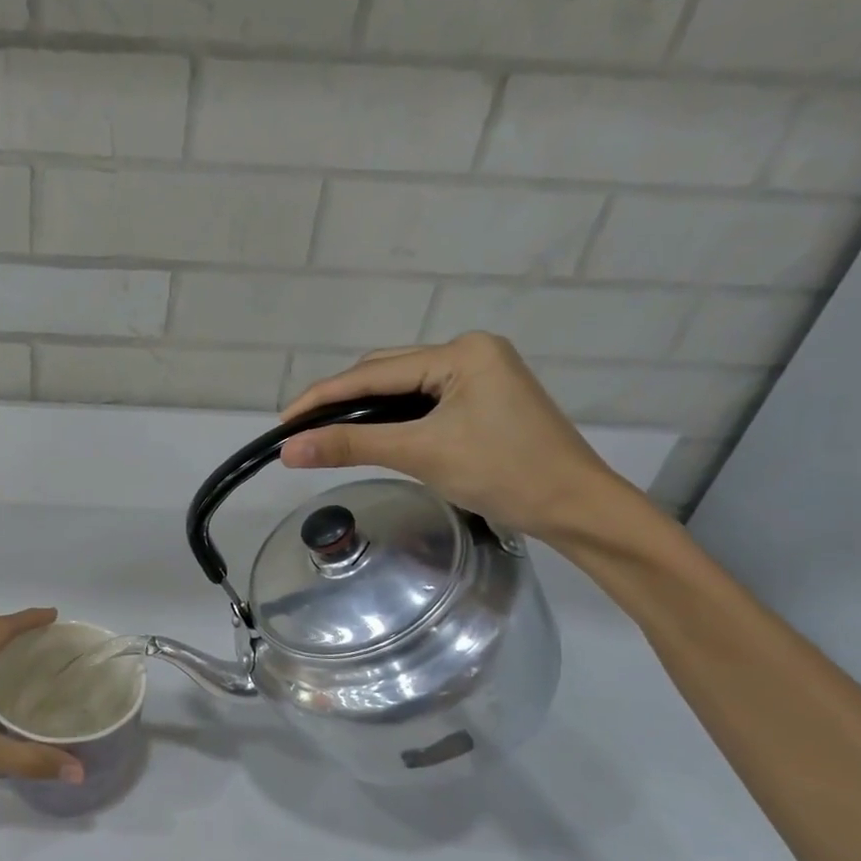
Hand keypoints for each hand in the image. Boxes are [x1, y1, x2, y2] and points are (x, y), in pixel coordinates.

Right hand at [279, 333, 646, 546]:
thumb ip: (352, 445)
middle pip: (387, 372)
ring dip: (366, 410)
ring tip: (327, 434)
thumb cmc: (504, 473)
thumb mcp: (422, 453)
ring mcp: (480, 375)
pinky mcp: (484, 400)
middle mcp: (470, 352)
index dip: (323, 396)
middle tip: (301, 431)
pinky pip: (424, 402)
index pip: (374, 372)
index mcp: (461, 352)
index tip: (283, 420)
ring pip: (404, 388)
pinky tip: (372, 435)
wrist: (576, 508)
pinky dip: (393, 419)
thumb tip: (288, 448)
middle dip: (342, 400)